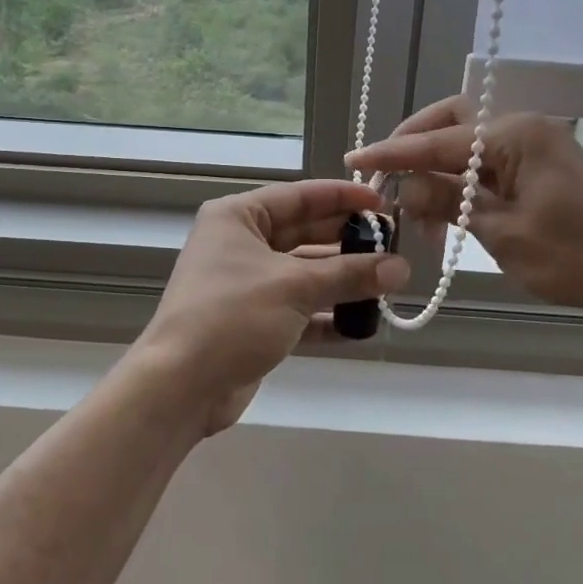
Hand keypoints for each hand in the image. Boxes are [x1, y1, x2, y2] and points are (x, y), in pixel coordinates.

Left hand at [135, 180, 410, 435]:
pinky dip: (327, 314)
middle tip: (394, 245)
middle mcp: (240, 244)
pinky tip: (363, 322)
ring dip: (343, 280)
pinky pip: (299, 308)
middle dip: (348, 241)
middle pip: (305, 233)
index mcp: (239, 217)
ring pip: (305, 273)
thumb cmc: (232, 316)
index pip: (300, 196)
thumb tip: (402, 267)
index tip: (384, 201)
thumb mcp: (295, 287)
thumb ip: (350, 274)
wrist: (180, 387)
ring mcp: (247, 284)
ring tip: (389, 283)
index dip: (343, 197)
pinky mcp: (254, 321)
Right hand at [346, 98, 582, 317]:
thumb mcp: (503, 233)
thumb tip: (405, 188)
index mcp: (515, 135)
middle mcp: (523, 128)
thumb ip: (449, 203)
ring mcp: (536, 145)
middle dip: (416, 145)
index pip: (438, 141)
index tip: (354, 160)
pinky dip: (464, 183)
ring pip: (470, 145)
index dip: (393, 153)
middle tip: (387, 176)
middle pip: (454, 122)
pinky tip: (452, 215)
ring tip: (421, 216)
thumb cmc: (576, 256)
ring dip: (440, 171)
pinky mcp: (543, 167)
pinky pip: (491, 164)